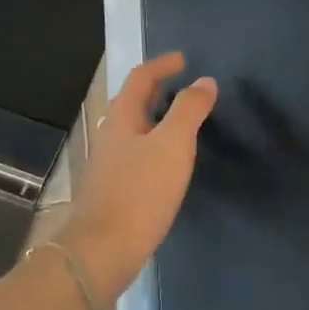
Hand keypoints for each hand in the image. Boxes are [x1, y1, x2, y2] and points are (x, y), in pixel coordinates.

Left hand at [57, 52, 216, 302]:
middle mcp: (111, 134)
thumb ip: (189, 110)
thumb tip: (204, 81)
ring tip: (183, 122)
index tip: (184, 60)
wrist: (104, 250)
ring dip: (157, 118)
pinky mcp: (114, 188)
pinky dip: (155, 144)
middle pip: (134, 101)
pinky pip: (137, 153)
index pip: (140, 78)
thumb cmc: (140, 191)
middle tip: (186, 88)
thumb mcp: (173, 144)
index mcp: (121, 117)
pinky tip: (169, 162)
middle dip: (158, 90)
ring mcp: (109, 163)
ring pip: (135, 128)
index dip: (162, 65)